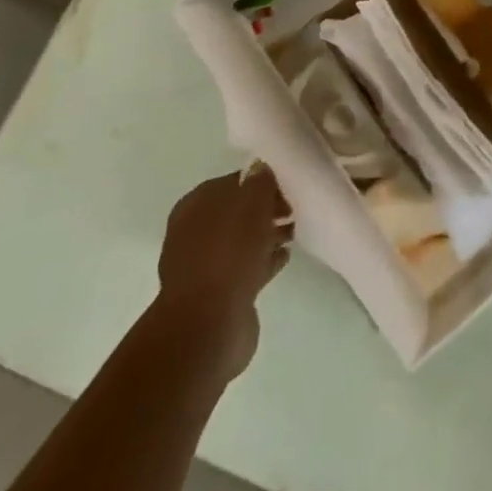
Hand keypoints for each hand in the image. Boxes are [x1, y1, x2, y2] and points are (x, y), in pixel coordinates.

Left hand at [155, 166, 292, 376]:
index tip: (291, 183)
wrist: (209, 323)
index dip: (263, 180)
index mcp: (195, 205)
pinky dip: (265, 259)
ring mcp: (205, 265)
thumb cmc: (229, 252)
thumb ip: (260, 180)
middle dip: (267, 208)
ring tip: (297, 231)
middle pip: (238, 211)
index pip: (234, 181)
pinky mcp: (219, 292)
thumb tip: (263, 167)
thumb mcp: (252, 202)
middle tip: (297, 207)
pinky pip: (247, 266)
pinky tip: (286, 256)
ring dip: (268, 234)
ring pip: (243, 240)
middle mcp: (194, 232)